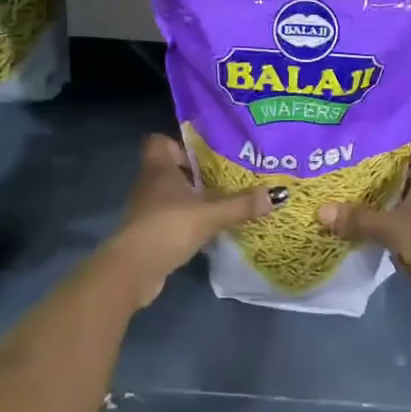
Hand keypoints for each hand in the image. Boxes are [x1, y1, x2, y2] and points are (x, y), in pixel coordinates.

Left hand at [104, 134, 277, 307]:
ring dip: (192, 198)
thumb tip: (278, 194)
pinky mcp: (148, 232)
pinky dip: (187, 220)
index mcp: (158, 168)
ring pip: (171, 194)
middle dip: (196, 173)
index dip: (179, 143)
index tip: (205, 154)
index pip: (159, 141)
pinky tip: (209, 228)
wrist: (132, 270)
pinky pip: (171, 217)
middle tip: (225, 177)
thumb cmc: (167, 227)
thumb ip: (240, 205)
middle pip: (171, 168)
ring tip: (223, 202)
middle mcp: (149, 183)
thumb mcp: (209, 214)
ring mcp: (146, 209)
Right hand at [316, 144, 410, 324]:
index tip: (365, 149)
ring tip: (354, 202)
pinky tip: (371, 231)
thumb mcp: (391, 228)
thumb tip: (321, 210)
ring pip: (408, 203)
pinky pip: (410, 227)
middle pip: (408, 176)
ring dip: (387, 205)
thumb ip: (358, 219)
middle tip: (350, 175)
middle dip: (382, 177)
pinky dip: (393, 228)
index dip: (392, 146)